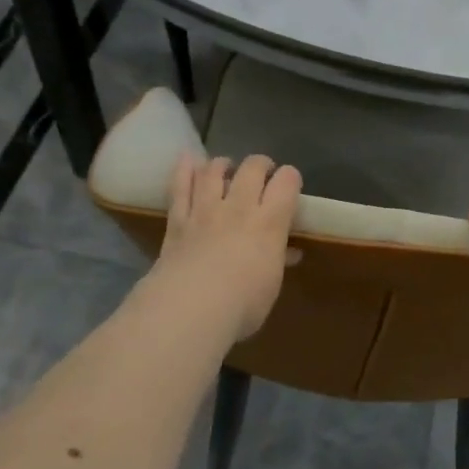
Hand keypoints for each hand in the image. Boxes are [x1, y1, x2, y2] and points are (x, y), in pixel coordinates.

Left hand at [154, 154, 301, 339]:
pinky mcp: (178, 221)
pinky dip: (184, 170)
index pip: (287, 182)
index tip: (290, 184)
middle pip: (252, 168)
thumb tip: (289, 253)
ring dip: (223, 164)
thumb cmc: (242, 304)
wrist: (190, 309)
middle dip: (260, 164)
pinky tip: (188, 159)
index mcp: (270, 222)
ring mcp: (205, 211)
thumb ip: (278, 261)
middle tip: (262, 173)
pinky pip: (180, 188)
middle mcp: (239, 208)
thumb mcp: (271, 285)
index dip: (290, 177)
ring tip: (227, 167)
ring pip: (214, 172)